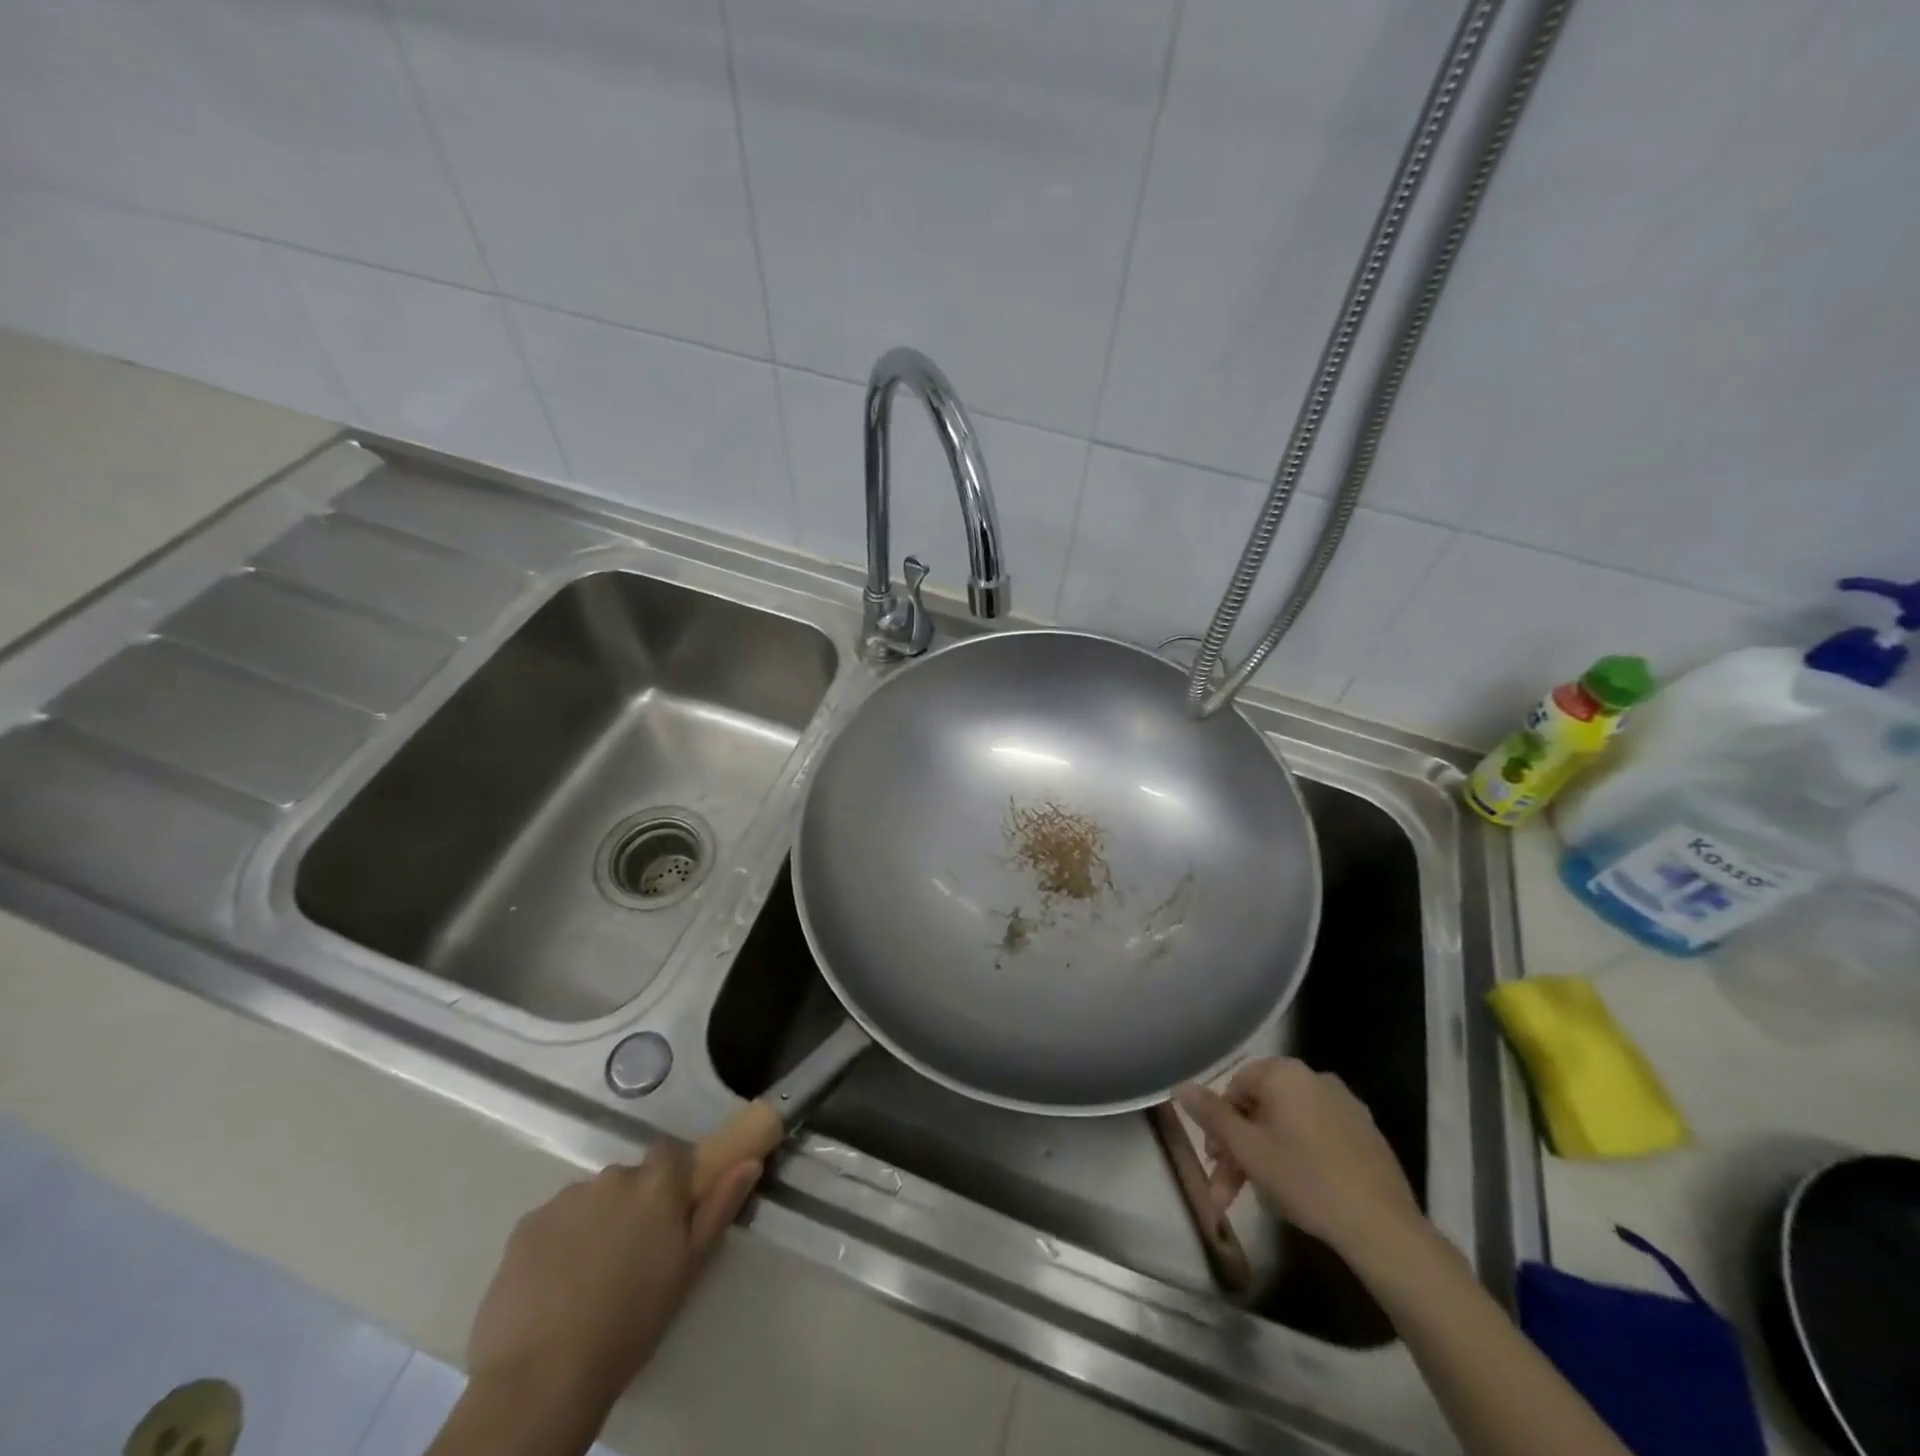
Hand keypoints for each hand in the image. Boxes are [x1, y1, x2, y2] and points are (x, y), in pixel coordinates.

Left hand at [464, 1141, 760, 1420]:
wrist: (542, 1378)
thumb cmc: (632, 1322)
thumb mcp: (689, 1267)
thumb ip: (720, 1207)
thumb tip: (750, 1161)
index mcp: (656, 1183)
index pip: (670, 1153)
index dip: (671, 1179)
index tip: (670, 1212)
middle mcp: (612, 1176)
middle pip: (628, 1179)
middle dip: (631, 1206)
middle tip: (630, 1256)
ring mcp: (565, 1199)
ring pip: (589, 1201)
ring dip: (595, 1223)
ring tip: (588, 1278)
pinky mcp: (525, 1226)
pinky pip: (552, 1222)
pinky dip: (558, 1243)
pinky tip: (555, 1286)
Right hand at [1175, 1057, 1420, 1263]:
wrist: (1382, 1228)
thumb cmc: (1304, 1179)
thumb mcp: (1246, 1148)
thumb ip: (1211, 1114)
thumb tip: (1180, 1086)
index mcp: (1286, 1073)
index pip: (1236, 1086)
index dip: (1219, 1123)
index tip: (1214, 1161)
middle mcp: (1316, 1079)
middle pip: (1262, 1109)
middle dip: (1239, 1149)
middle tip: (1227, 1191)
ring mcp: (1346, 1107)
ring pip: (1288, 1127)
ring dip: (1265, 1158)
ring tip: (1259, 1200)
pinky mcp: (1366, 1136)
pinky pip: (1317, 1137)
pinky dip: (1298, 1158)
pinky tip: (1296, 1193)